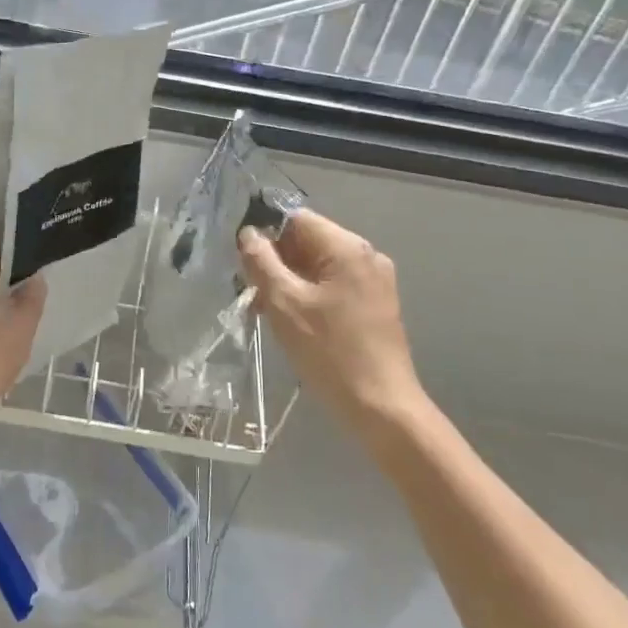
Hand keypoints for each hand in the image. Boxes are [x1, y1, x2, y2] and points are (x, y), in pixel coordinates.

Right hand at [238, 210, 422, 437]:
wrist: (382, 408)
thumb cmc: (330, 352)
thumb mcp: (284, 304)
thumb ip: (261, 262)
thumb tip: (248, 234)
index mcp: (348, 247)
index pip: (296, 219)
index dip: (265, 234)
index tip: (244, 263)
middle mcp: (366, 255)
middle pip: (308, 241)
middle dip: (276, 261)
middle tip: (252, 292)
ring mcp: (374, 281)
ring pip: (318, 265)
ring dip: (289, 281)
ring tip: (267, 311)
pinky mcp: (375, 304)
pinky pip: (333, 285)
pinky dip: (309, 294)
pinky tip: (293, 321)